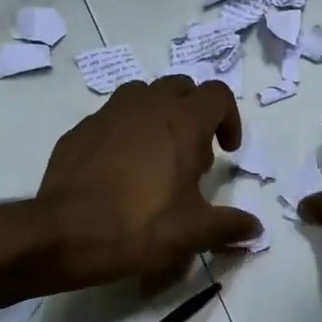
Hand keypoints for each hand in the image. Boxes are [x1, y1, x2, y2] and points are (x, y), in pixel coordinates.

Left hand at [36, 75, 261, 286]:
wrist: (65, 234)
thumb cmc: (141, 226)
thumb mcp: (194, 232)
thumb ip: (230, 226)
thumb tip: (256, 229)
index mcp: (182, 122)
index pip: (218, 94)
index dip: (229, 119)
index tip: (226, 151)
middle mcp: (146, 106)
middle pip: (181, 87)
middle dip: (194, 113)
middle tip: (193, 155)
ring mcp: (108, 114)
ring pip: (142, 95)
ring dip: (158, 115)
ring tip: (157, 156)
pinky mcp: (79, 130)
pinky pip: (111, 118)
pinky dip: (125, 133)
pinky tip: (120, 171)